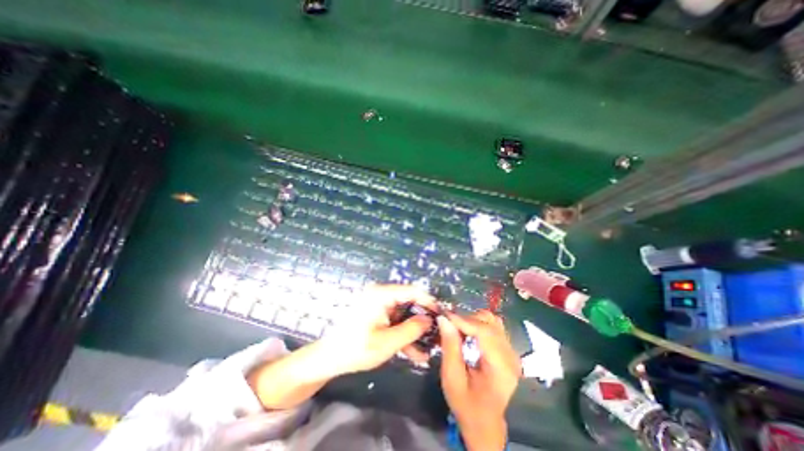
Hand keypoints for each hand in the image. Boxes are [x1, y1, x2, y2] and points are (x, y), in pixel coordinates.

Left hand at [320, 283, 437, 375]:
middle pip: (409, 302)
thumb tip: (429, 319)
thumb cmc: (355, 348)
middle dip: (423, 319)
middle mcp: (381, 295)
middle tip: (438, 334)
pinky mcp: (377, 315)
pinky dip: (404, 334)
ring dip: (415, 331)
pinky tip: (415, 352)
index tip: (442, 314)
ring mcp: (379, 305)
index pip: (412, 291)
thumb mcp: (387, 342)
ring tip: (429, 348)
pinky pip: (395, 321)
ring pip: (404, 314)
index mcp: (381, 294)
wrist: (328, 359)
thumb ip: (411, 329)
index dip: (428, 301)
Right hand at [439, 310, 521, 450]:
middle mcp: (511, 356)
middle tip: (449, 325)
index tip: (445, 316)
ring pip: (492, 321)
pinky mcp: (507, 350)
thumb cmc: (466, 405)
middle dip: (467, 320)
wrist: (484, 423)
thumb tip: (444, 319)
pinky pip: (493, 327)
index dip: (464, 320)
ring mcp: (511, 352)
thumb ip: (450, 347)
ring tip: (458, 329)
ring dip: (473, 320)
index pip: (485, 332)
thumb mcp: (452, 379)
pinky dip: (478, 324)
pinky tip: (468, 333)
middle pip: (489, 323)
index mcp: (501, 368)